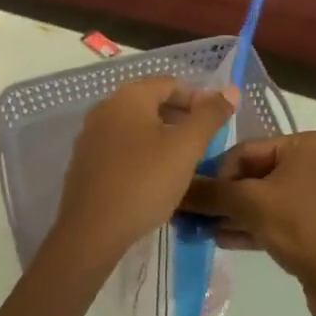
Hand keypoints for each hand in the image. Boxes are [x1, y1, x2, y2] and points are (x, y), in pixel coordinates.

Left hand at [51, 77, 238, 266]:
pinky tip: (155, 177)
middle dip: (180, 118)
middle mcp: (105, 108)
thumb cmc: (144, 182)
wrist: (91, 231)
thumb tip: (231, 89)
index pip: (170, 84)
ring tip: (184, 161)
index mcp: (128, 96)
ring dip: (162, 136)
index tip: (217, 123)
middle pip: (151, 102)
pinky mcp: (85, 162)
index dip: (198, 99)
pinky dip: (142, 153)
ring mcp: (91, 135)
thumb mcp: (186, 148)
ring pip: (135, 126)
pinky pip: (120, 147)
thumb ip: (210, 116)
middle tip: (204, 143)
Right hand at [183, 131, 315, 315]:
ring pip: (269, 198)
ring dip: (236, 213)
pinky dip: (256, 226)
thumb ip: (210, 193)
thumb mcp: (250, 205)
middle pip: (258, 173)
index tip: (193, 195)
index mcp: (309, 144)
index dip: (216, 172)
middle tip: (193, 214)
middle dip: (225, 196)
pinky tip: (224, 239)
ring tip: (202, 229)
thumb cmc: (302, 228)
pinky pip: (283, 217)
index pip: (248, 149)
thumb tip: (175, 187)